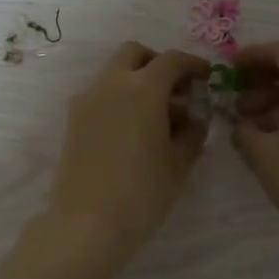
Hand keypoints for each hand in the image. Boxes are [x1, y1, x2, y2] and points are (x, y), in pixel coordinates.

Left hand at [45, 43, 211, 261]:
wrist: (86, 224)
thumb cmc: (142, 193)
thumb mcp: (179, 163)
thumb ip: (192, 132)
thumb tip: (194, 118)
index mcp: (143, 88)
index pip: (172, 60)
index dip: (193, 65)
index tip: (205, 77)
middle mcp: (111, 83)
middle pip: (135, 54)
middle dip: (158, 64)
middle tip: (176, 91)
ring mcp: (87, 100)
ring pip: (114, 72)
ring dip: (136, 80)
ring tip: (155, 116)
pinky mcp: (73, 119)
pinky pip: (100, 94)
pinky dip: (118, 98)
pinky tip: (131, 130)